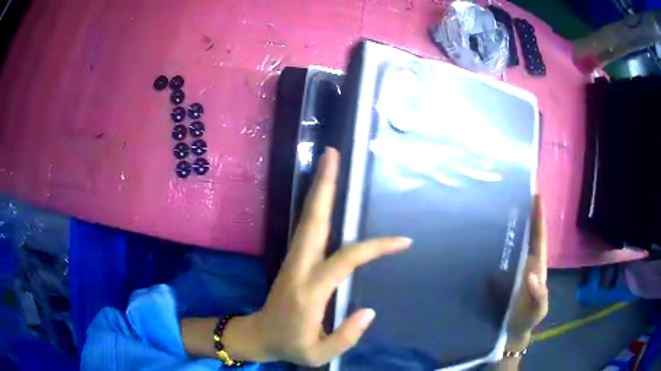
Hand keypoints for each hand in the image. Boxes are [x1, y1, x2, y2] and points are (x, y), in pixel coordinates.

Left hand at [224, 147, 411, 365]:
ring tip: (330, 163)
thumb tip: (369, 310)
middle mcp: (299, 267)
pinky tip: (325, 195)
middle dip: (324, 187)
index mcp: (310, 291)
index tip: (404, 242)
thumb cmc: (291, 345)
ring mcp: (293, 260)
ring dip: (319, 190)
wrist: (258, 335)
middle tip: (333, 156)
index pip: (347, 259)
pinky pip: (308, 228)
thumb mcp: (320, 354)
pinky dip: (317, 206)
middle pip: (314, 221)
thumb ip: (347, 336)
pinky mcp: (292, 259)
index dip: (376, 248)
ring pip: (308, 220)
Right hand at [505, 196, 548, 345]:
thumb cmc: (527, 319)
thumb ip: (539, 296)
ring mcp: (510, 266)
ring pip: (511, 241)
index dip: (539, 217)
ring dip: (507, 224)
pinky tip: (481, 233)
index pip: (539, 237)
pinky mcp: (497, 274)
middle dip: (524, 211)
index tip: (536, 194)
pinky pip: (497, 254)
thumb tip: (530, 274)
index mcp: (536, 265)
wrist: (509, 331)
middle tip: (513, 190)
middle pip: (526, 233)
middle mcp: (524, 261)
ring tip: (496, 204)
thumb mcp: (538, 310)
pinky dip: (493, 242)